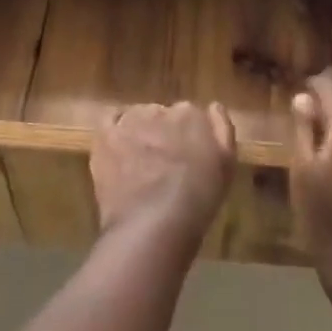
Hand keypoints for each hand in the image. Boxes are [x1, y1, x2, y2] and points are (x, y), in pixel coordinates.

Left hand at [90, 101, 235, 241]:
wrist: (154, 223)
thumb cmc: (198, 198)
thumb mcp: (226, 164)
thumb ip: (222, 129)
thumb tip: (213, 106)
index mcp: (190, 114)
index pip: (188, 115)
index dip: (187, 137)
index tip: (187, 156)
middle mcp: (159, 109)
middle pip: (161, 115)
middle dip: (163, 134)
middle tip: (164, 164)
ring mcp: (129, 122)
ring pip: (135, 118)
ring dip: (139, 133)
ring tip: (140, 162)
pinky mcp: (105, 137)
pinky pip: (109, 121)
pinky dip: (115, 130)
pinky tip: (118, 148)